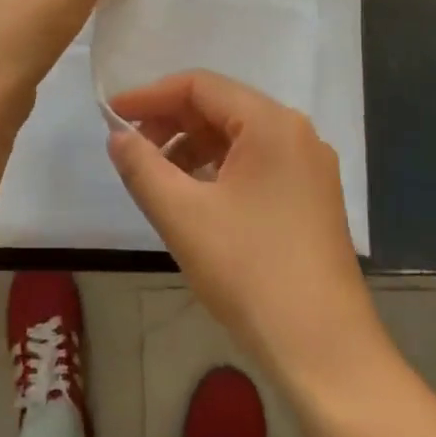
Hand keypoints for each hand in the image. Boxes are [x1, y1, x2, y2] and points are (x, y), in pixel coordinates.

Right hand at [107, 71, 379, 383]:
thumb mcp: (182, 215)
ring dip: (192, 147)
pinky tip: (194, 196)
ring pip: (238, 137)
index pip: (200, 86)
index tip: (112, 116)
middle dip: (170, 121)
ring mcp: (309, 167)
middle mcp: (296, 133)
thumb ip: (142, 166)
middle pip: (221, 107)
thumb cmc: (250, 272)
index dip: (151, 96)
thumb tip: (118, 136)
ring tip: (156, 176)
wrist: (324, 350)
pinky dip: (218, 169)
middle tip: (130, 147)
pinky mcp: (312, 198)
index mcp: (271, 124)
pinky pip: (256, 163)